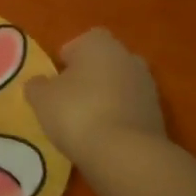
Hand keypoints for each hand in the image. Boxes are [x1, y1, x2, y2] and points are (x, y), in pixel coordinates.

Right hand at [25, 28, 164, 161]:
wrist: (125, 154)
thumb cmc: (77, 113)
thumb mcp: (42, 99)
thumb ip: (37, 86)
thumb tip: (39, 83)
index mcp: (99, 44)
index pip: (82, 41)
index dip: (68, 59)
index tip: (57, 80)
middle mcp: (128, 57)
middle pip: (104, 62)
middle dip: (90, 76)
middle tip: (70, 99)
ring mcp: (148, 86)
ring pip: (120, 85)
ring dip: (107, 98)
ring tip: (87, 122)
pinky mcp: (158, 115)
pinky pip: (131, 109)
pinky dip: (120, 118)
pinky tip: (105, 138)